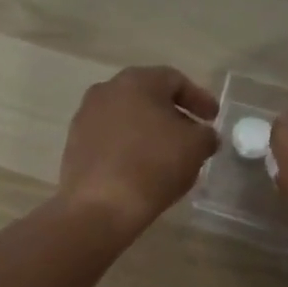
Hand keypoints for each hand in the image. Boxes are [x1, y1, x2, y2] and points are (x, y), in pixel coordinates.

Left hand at [57, 66, 219, 237]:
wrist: (100, 206)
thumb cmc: (153, 165)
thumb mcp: (196, 147)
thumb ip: (206, 134)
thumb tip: (203, 135)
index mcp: (137, 81)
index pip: (175, 81)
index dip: (199, 99)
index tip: (213, 119)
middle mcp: (107, 90)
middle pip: (148, 96)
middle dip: (173, 114)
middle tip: (192, 134)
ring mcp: (85, 116)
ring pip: (127, 117)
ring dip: (149, 130)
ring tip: (167, 154)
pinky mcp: (74, 144)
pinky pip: (110, 138)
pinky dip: (129, 146)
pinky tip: (141, 167)